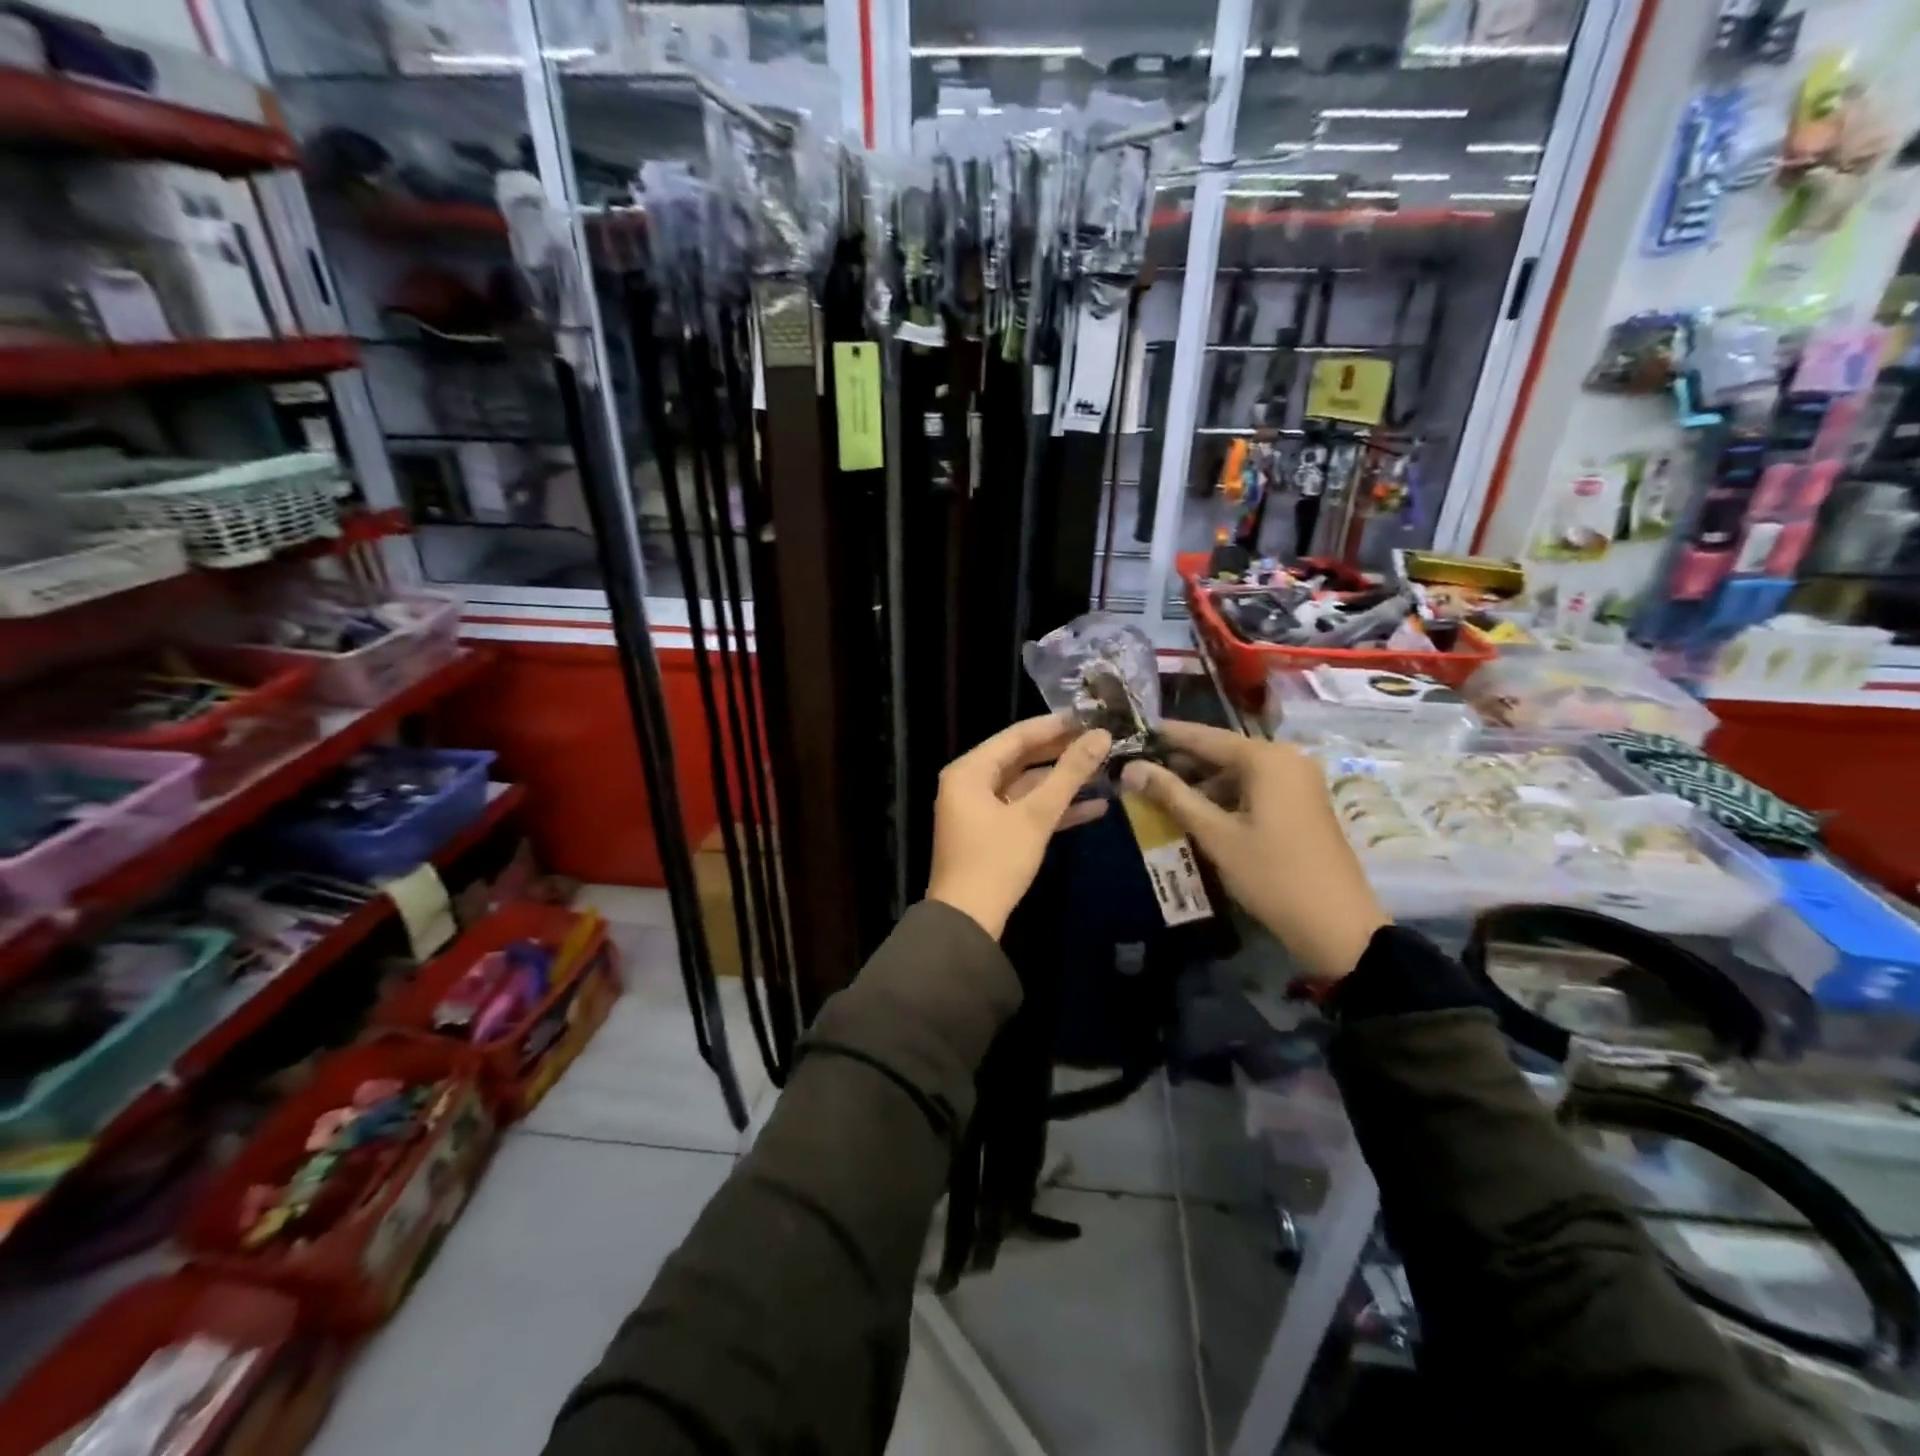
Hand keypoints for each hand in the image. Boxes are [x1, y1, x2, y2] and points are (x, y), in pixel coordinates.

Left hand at [927, 715, 1112, 939]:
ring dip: (1062, 783)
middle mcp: (970, 784)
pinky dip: (1053, 809)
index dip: (1055, 726)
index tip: (1090, 717)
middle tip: (1101, 741)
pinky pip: (1024, 811)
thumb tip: (1101, 736)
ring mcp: (980, 810)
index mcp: (970, 771)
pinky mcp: (992, 834)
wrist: (967, 922)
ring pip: (1026, 786)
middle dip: (1062, 753)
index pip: (1016, 736)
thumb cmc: (996, 861)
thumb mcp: (1036, 816)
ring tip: (1105, 771)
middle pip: (1022, 759)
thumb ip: (1069, 774)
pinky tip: (1095, 808)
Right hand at [1119, 721, 1386, 980]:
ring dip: (1204, 782)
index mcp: (1267, 759)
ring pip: (1240, 772)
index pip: (1207, 737)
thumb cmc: (1271, 874)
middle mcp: (1287, 759)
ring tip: (1164, 795)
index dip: (1170, 736)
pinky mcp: (1303, 804)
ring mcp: (1299, 782)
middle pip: (1225, 752)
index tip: (1138, 732)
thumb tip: (1131, 768)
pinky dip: (1227, 796)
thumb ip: (1172, 796)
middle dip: (1184, 762)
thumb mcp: (1215, 835)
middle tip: (1143, 769)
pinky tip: (1200, 812)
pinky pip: (1256, 788)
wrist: (1337, 925)